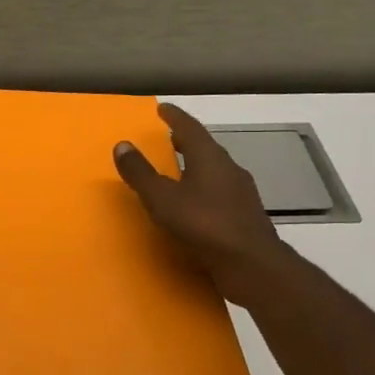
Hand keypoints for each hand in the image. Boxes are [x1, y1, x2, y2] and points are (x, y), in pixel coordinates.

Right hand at [113, 103, 296, 303]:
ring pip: (214, 171)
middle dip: (186, 141)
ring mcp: (241, 193)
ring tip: (178, 171)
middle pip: (205, 148)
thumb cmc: (204, 225)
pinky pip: (219, 193)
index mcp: (210, 158)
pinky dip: (203, 189)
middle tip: (169, 138)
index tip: (162, 109)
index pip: (190, 128)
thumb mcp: (162, 199)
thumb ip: (141, 173)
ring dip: (196, 166)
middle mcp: (229, 169)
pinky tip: (195, 204)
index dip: (175, 117)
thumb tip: (122, 144)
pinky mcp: (245, 215)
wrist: (252, 265)